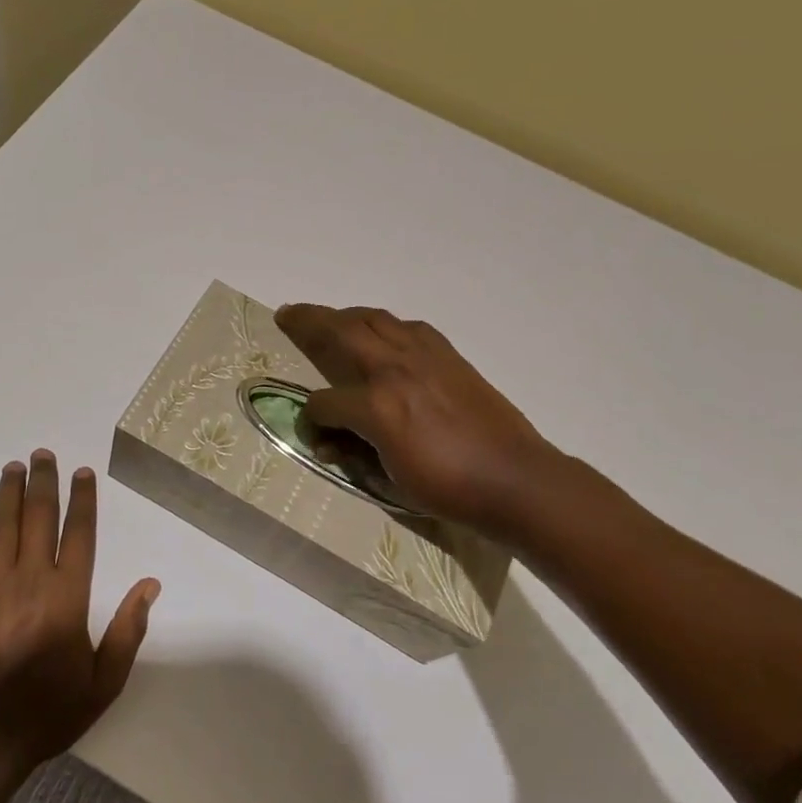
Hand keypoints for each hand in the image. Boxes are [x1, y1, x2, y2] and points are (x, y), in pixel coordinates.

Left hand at [0, 450, 159, 772]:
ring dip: (9, 492)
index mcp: (67, 596)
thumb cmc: (49, 711)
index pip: (79, 534)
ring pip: (3, 526)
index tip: (83, 472)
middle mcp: (30, 579)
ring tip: (14, 466)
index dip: (83, 500)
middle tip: (43, 454)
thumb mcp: (104, 682)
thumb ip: (127, 630)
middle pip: (39, 517)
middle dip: (43, 482)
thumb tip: (150, 585)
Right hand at [274, 303, 556, 533]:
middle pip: (340, 333)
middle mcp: (394, 370)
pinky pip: (406, 326)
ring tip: (328, 318)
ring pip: (373, 319)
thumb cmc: (448, 488)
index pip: (324, 402)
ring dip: (344, 315)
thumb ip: (354, 453)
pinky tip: (381, 334)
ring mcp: (423, 356)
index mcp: (376, 407)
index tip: (315, 434)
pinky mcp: (446, 355)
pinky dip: (384, 325)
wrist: (514, 478)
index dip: (312, 420)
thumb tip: (330, 442)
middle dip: (307, 322)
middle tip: (287, 314)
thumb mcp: (389, 480)